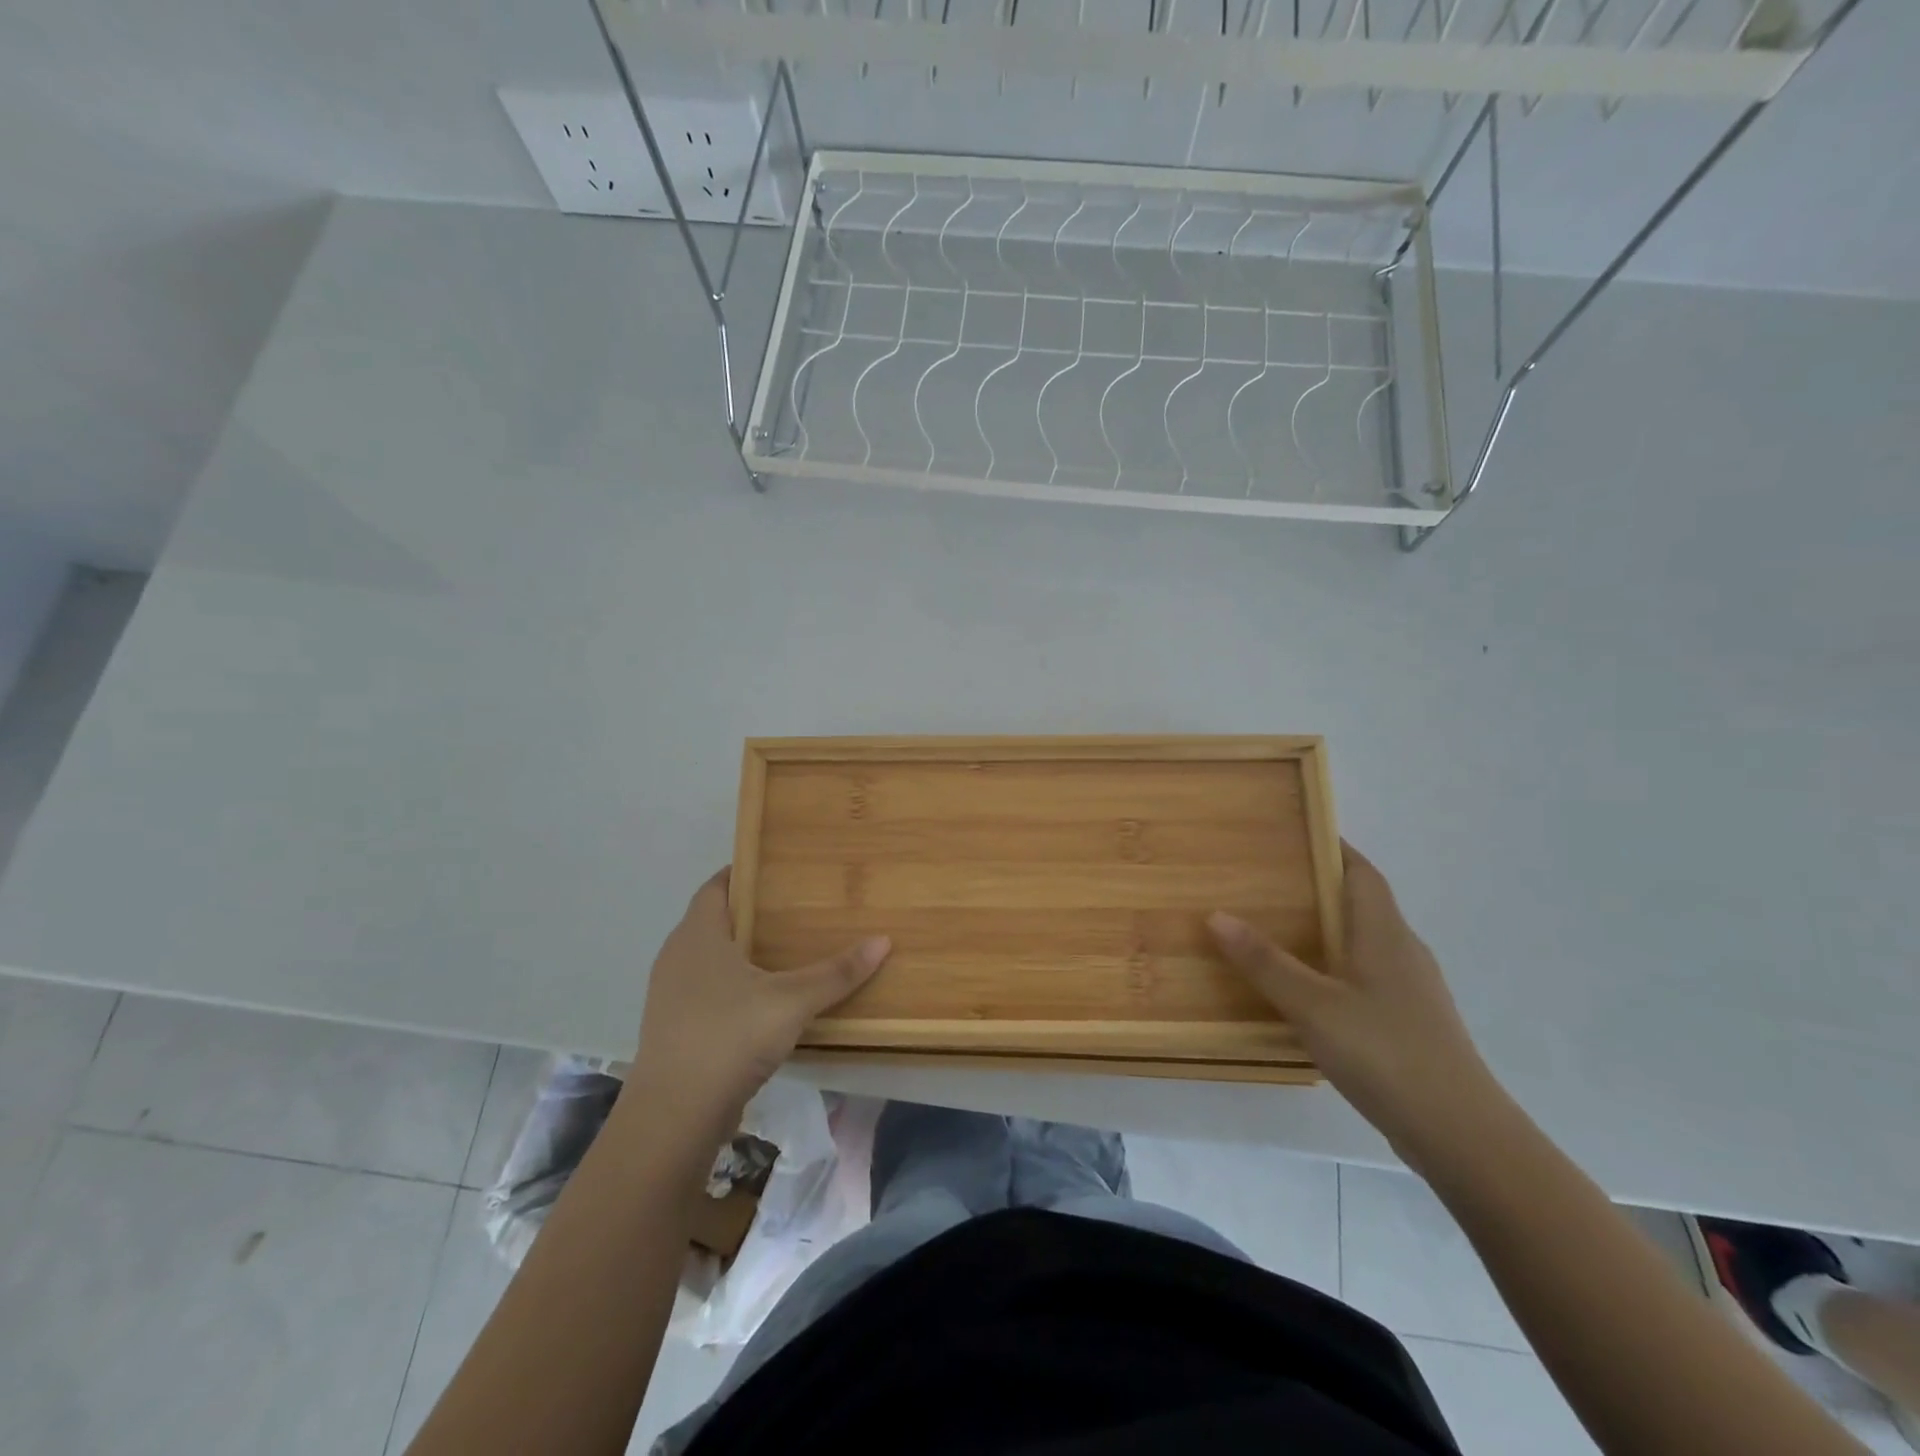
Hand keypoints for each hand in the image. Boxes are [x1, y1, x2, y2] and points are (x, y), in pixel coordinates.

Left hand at [629, 870, 890, 1140]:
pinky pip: (705, 991)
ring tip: (785, 952)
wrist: (673, 1116)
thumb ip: (837, 972)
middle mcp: (677, 956)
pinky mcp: (673, 1029)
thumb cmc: (729, 1037)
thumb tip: (883, 941)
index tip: (778, 869)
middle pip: (713, 920)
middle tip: (795, 909)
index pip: (716, 886)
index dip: (743, 873)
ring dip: (741, 952)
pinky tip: (763, 1001)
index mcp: (698, 934)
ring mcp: (670, 995)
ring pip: (708, 958)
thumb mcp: (792, 1001)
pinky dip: (732, 986)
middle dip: (750, 913)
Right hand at [1209, 843, 1498, 1166]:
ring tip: (1276, 930)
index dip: (1332, 848)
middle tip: (1265, 881)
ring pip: (1364, 941)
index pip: (1361, 871)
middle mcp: (1402, 951)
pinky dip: (1334, 966)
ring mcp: (1411, 989)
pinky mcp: (1410, 1021)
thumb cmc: (1385, 1053)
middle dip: (1317, 886)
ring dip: (1326, 928)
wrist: (1461, 1134)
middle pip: (1361, 902)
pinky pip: (1366, 975)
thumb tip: (1216, 915)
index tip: (1292, 833)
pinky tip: (1307, 990)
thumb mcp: (1313, 1005)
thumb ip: (1265, 962)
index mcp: (1383, 933)